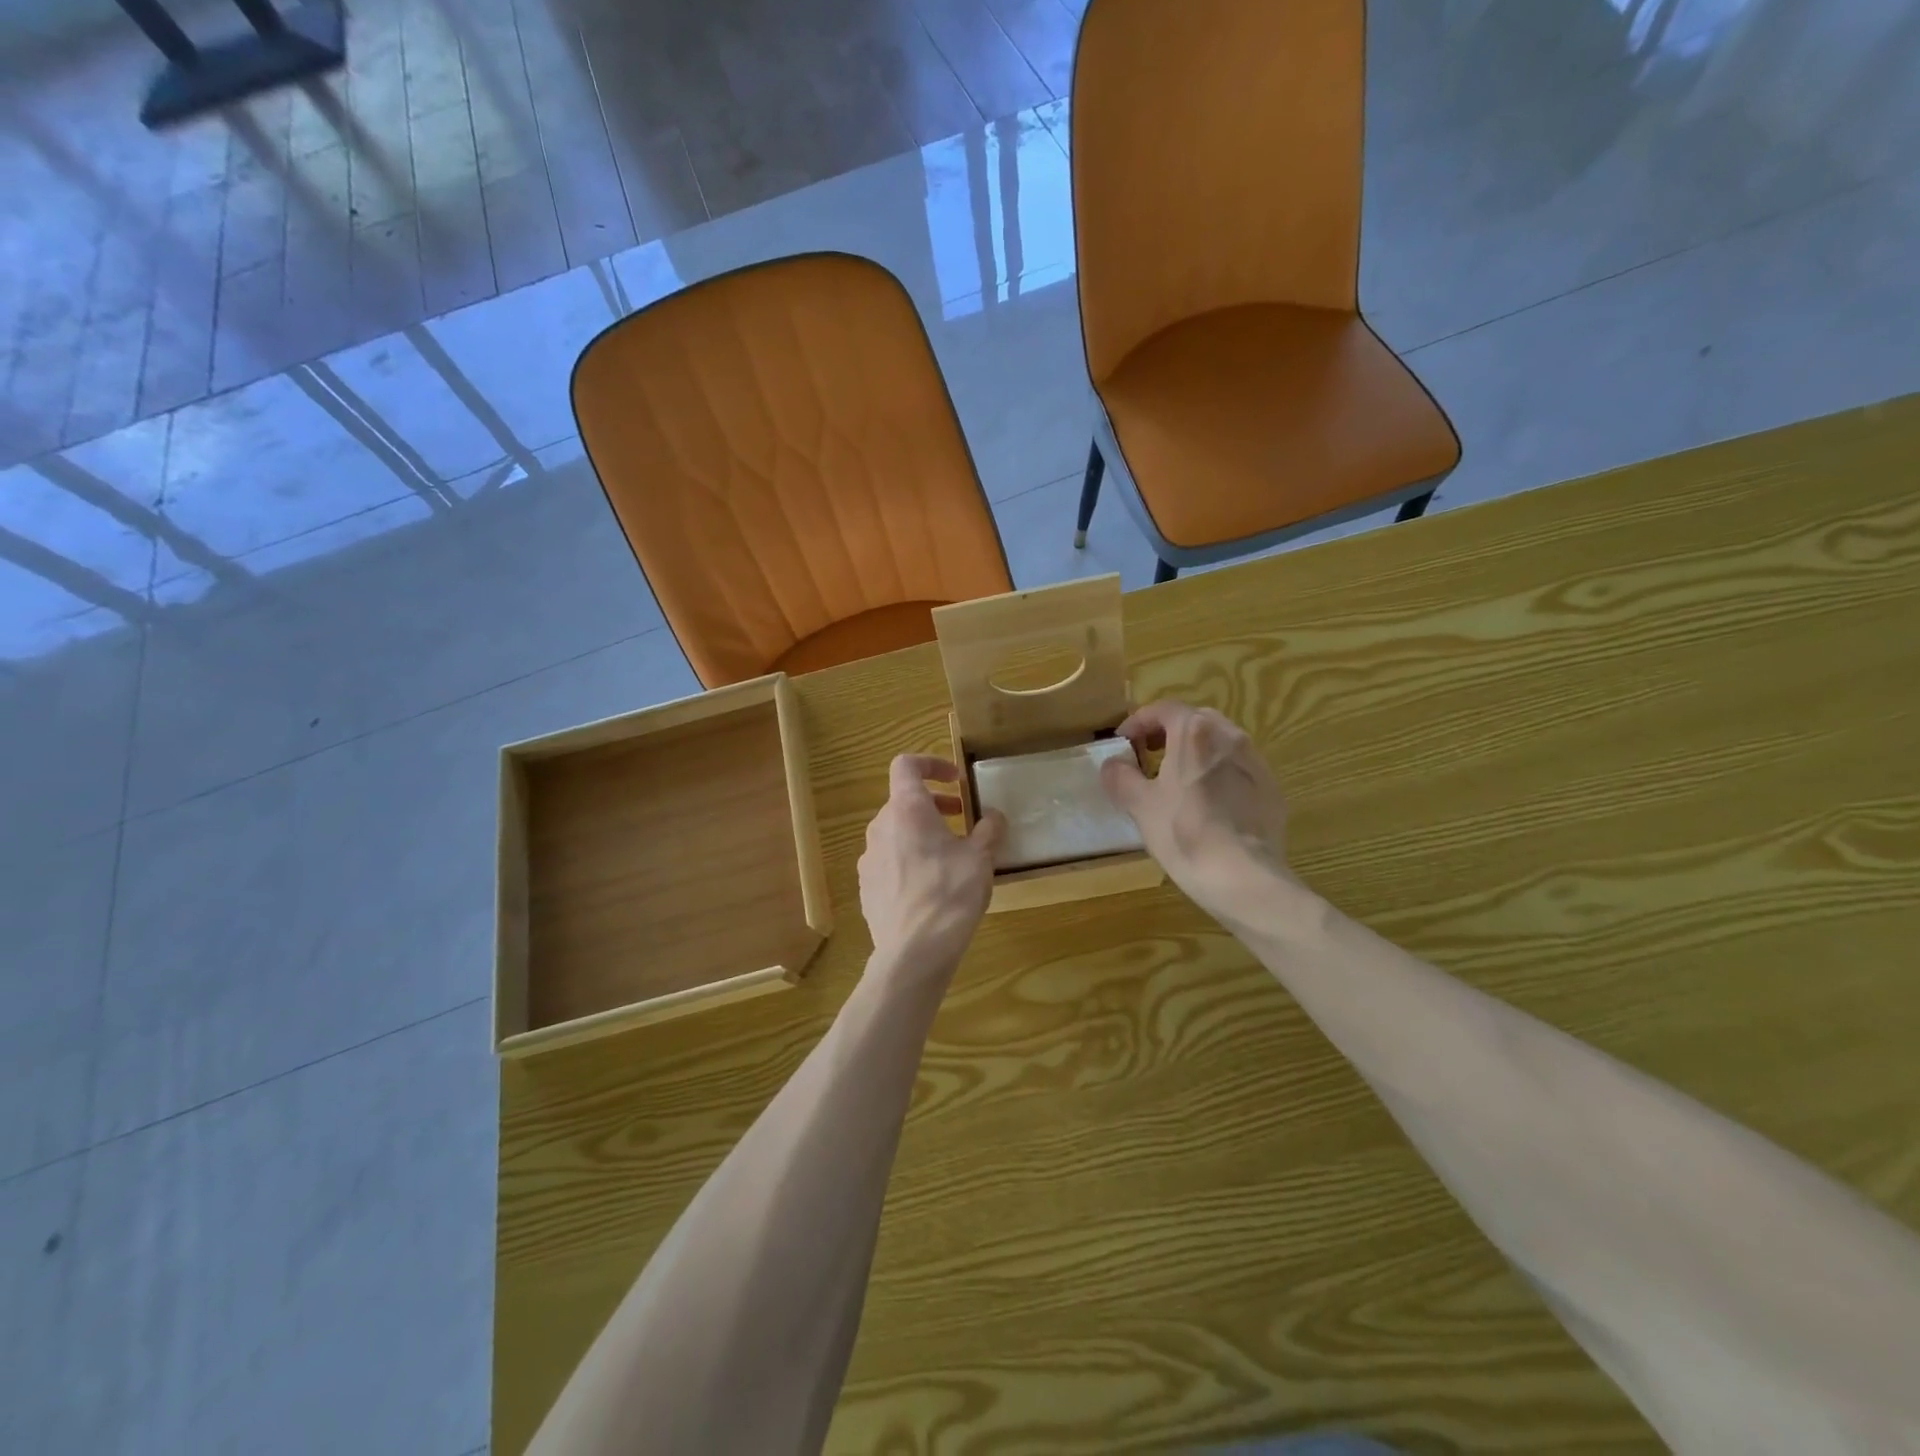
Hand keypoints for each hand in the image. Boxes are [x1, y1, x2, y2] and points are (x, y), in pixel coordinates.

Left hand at [858, 755, 1003, 975]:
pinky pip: (888, 860)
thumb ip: (989, 829)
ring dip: (921, 832)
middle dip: (933, 804)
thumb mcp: (981, 858)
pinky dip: (909, 858)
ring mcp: (868, 858)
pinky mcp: (866, 886)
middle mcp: (881, 827)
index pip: (906, 765)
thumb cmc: (950, 895)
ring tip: (949, 856)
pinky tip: (930, 886)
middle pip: (903, 801)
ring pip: (895, 831)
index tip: (956, 780)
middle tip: (961, 819)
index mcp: (907, 810)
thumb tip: (993, 815)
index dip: (931, 763)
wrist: (913, 952)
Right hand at [1100, 701, 1294, 917]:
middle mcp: (1230, 736)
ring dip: (1195, 753)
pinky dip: (1218, 775)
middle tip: (1149, 758)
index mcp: (1195, 732)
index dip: (1138, 723)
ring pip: (1219, 744)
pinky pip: (1238, 770)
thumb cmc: (1183, 833)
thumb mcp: (1139, 805)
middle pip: (1194, 721)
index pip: (1163, 709)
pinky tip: (1208, 806)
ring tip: (1177, 783)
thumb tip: (1113, 763)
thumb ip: (1121, 776)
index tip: (1124, 744)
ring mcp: (1256, 762)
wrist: (1243, 877)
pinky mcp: (1272, 789)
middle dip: (1168, 734)